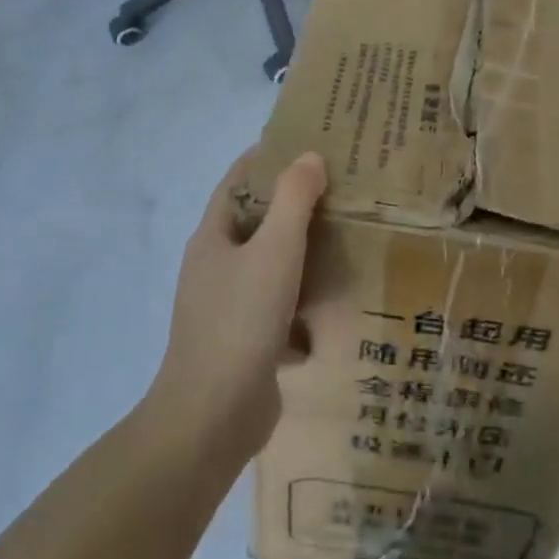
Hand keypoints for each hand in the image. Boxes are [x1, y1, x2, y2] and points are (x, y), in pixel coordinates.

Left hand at [148, 149, 326, 457]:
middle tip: (340, 188)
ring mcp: (226, 305)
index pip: (238, 179)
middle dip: (293, 203)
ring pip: (269, 263)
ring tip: (345, 235)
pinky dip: (301, 295)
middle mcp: (215, 265)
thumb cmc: (241, 320)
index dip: (269, 156)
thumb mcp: (274, 250)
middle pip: (256, 220)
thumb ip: (294, 200)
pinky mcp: (244, 339)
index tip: (309, 142)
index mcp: (213, 236)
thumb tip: (309, 157)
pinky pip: (277, 303)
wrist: (213, 416)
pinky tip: (333, 297)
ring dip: (300, 250)